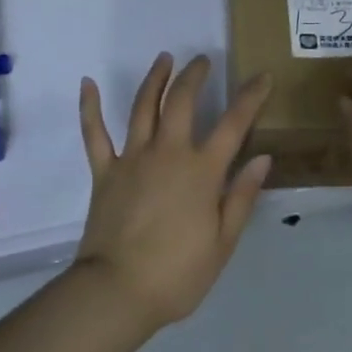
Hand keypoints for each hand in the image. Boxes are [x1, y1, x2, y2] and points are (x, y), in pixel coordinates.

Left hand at [75, 54, 272, 331]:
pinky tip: (88, 83)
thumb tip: (263, 157)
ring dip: (155, 79)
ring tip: (164, 58)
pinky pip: (95, 133)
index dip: (251, 97)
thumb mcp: (223, 243)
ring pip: (143, 106)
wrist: (117, 292)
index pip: (234, 123)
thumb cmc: (177, 274)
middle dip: (195, 75)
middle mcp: (168, 153)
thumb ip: (242, 196)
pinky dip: (90, 107)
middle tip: (203, 60)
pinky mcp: (104, 171)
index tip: (262, 76)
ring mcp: (132, 158)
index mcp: (202, 171)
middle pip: (182, 101)